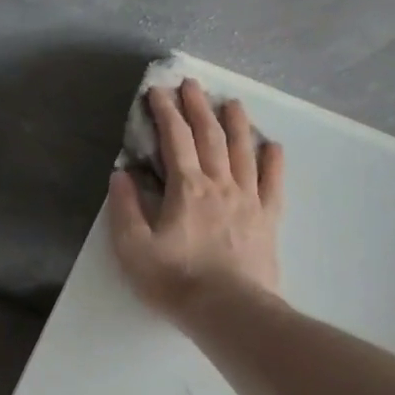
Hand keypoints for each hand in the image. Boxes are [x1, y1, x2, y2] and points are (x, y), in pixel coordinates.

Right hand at [109, 78, 283, 320]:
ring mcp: (248, 200)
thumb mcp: (132, 249)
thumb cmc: (175, 281)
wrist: (228, 310)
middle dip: (199, 107)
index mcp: (186, 189)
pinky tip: (272, 146)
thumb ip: (124, 208)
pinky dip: (273, 161)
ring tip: (233, 102)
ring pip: (243, 152)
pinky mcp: (268, 219)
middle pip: (210, 137)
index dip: (166, 112)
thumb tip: (121, 174)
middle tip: (192, 84)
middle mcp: (220, 184)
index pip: (175, 140)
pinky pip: (273, 183)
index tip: (158, 91)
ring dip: (237, 123)